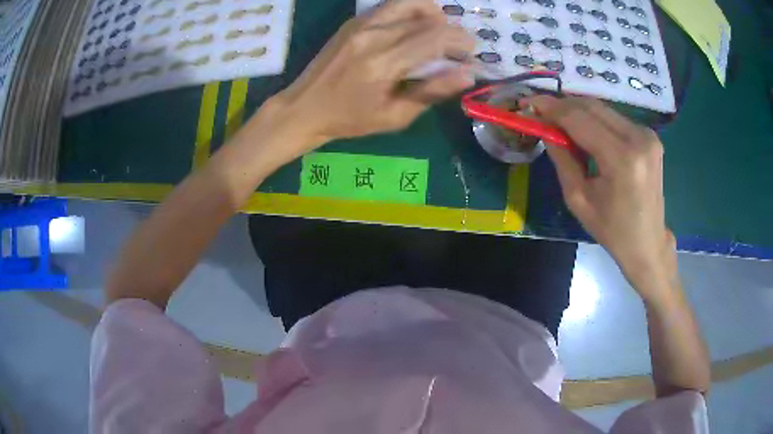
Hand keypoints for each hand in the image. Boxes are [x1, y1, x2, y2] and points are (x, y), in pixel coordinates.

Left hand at [264, 0, 473, 160]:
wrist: (304, 107)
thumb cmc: (349, 119)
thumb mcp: (394, 116)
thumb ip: (431, 92)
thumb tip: (467, 75)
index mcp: (383, 62)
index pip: (435, 38)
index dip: (461, 42)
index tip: (470, 54)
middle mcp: (373, 34)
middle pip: (426, 18)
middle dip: (451, 30)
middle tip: (457, 48)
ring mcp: (360, 23)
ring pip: (408, 3)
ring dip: (432, 13)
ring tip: (438, 31)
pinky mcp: (353, 21)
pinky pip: (390, 6)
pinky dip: (411, 12)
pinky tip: (413, 29)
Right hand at [525, 96, 676, 294]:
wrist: (648, 243)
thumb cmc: (612, 230)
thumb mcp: (579, 199)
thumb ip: (562, 159)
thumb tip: (545, 129)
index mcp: (622, 159)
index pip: (580, 119)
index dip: (552, 108)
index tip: (529, 103)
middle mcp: (638, 138)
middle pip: (592, 107)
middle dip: (563, 106)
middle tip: (541, 111)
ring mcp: (647, 135)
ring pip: (603, 109)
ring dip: (579, 112)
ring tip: (560, 123)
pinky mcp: (650, 136)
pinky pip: (615, 119)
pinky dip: (596, 120)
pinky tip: (585, 132)